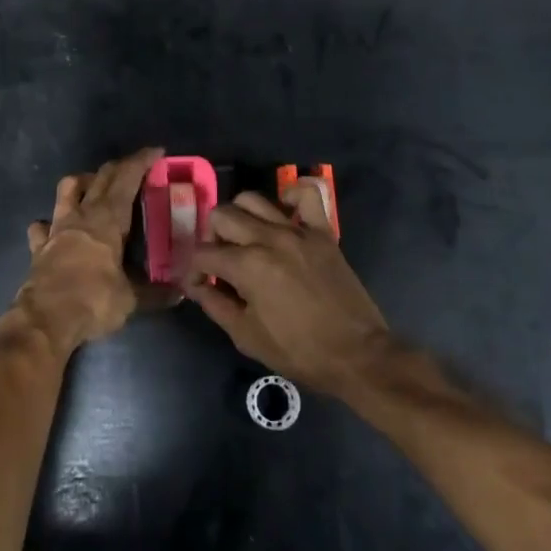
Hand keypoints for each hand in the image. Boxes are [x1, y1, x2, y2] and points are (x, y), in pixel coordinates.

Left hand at [14, 147, 162, 353]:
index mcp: (108, 219)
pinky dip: (49, 223)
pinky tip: (54, 229)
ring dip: (82, 182)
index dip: (141, 161)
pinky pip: (42, 226)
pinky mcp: (39, 246)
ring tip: (94, 187)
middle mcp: (81, 215)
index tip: (156, 151)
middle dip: (119, 166)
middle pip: (100, 177)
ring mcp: (56, 228)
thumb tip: (179, 294)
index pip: (126, 178)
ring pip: (66, 189)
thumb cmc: (93, 301)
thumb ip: (155, 293)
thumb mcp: (131, 300)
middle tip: (135, 167)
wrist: (45, 319)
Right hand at [186, 185, 394, 396]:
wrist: (357, 355)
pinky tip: (283, 212)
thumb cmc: (299, 351)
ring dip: (239, 215)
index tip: (198, 285)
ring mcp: (297, 231)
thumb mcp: (247, 337)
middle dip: (211, 237)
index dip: (193, 270)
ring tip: (244, 238)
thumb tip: (197, 286)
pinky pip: (307, 195)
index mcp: (247, 266)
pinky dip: (291, 195)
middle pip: (222, 216)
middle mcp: (268, 238)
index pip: (203, 253)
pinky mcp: (322, 232)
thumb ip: (216, 306)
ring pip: (253, 200)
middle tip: (220, 260)